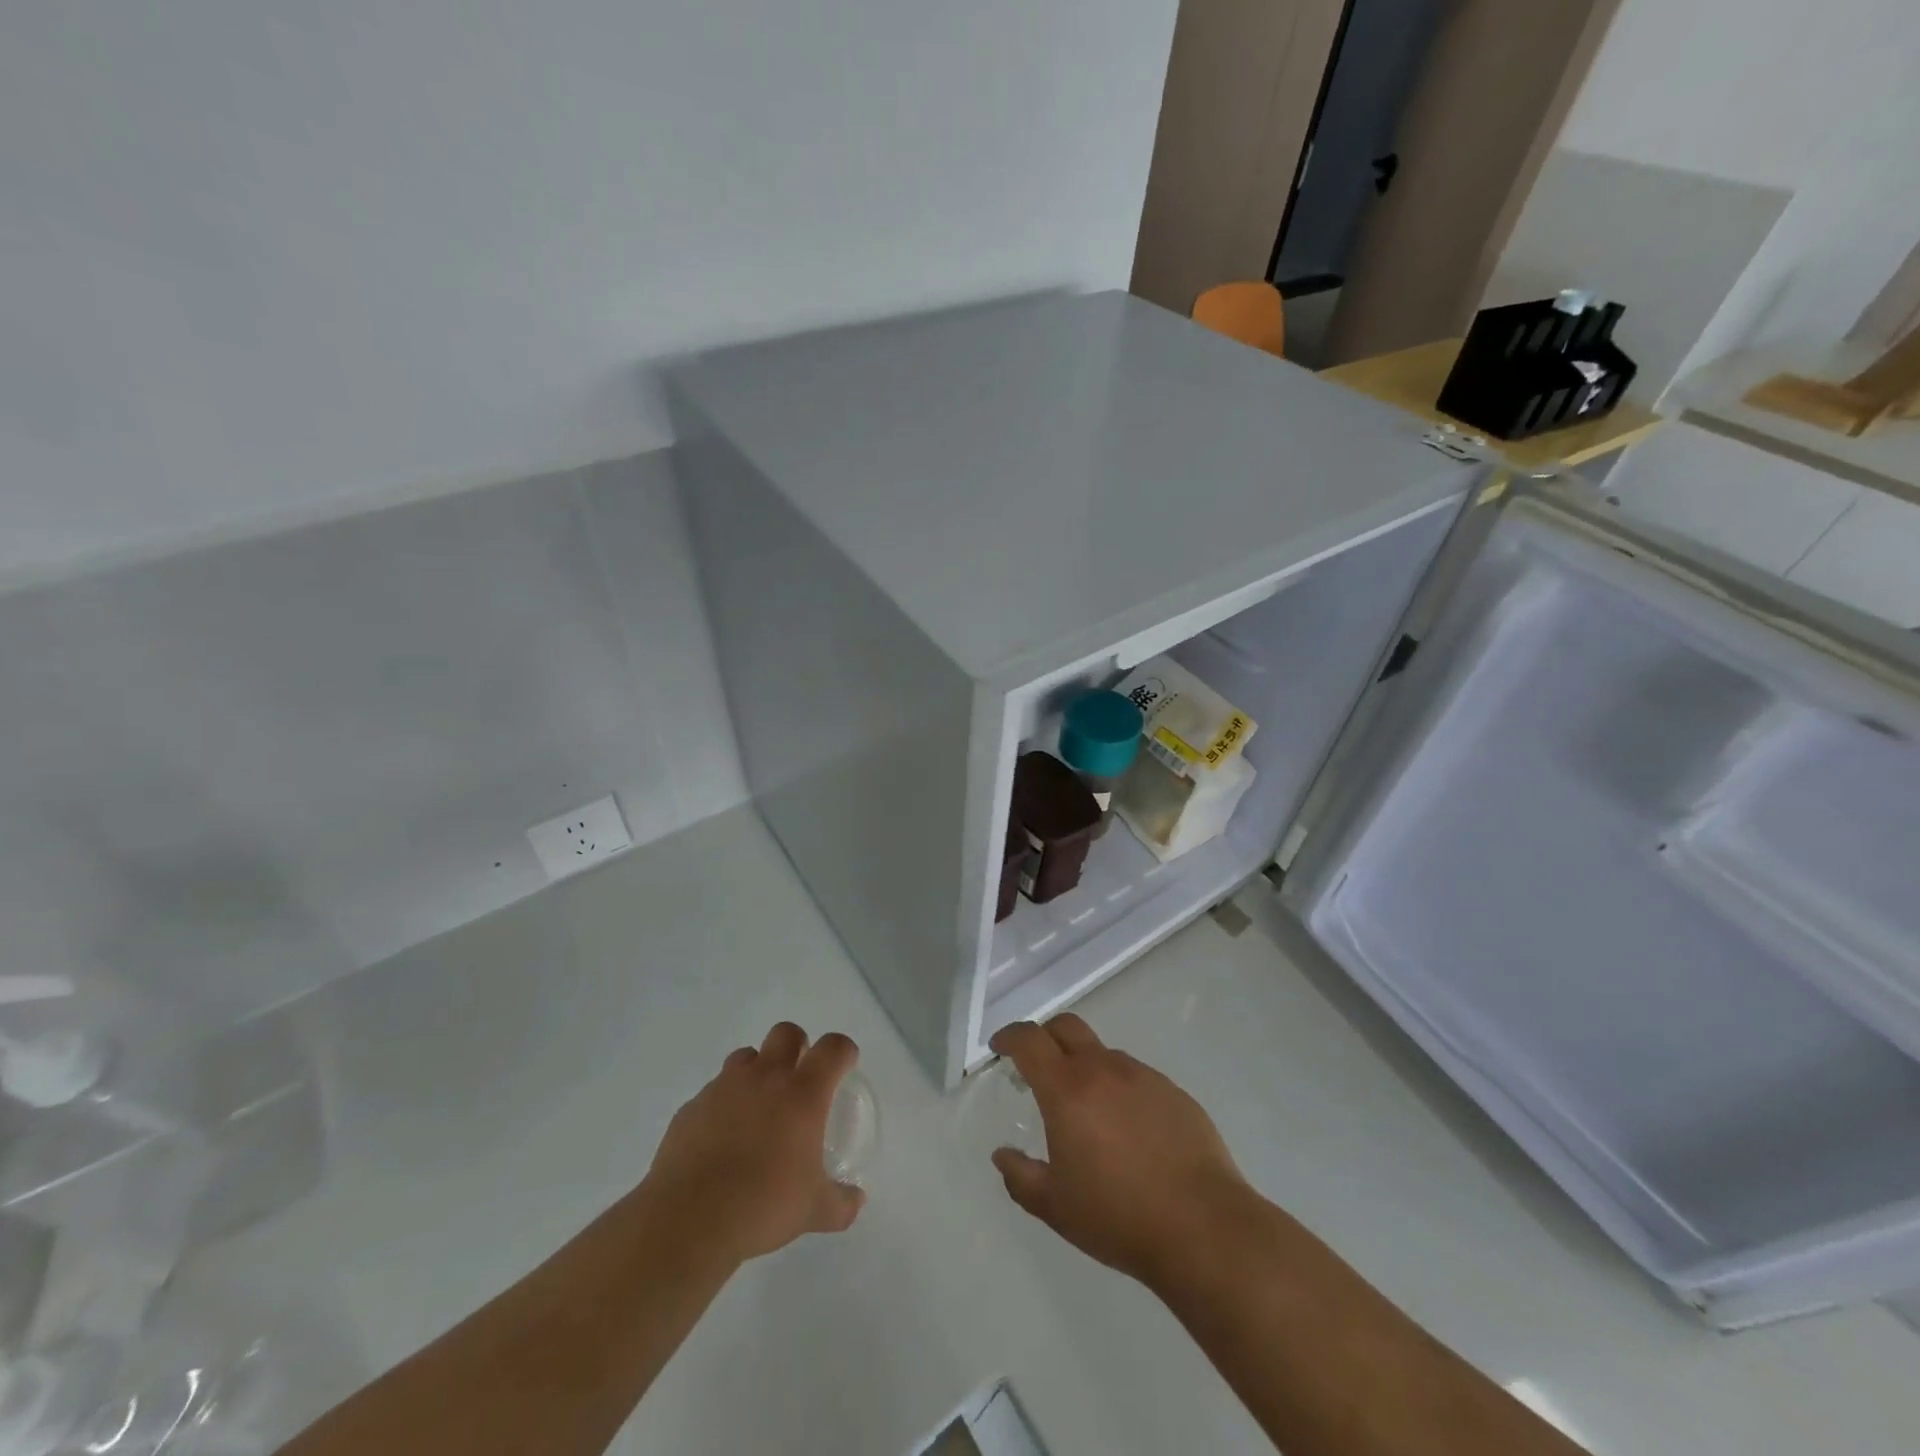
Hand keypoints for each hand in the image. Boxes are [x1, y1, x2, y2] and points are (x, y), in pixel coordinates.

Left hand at [641, 1022, 865, 1263]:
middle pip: (786, 1033)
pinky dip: (724, 1104)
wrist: (688, 1219)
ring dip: (757, 1071)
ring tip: (758, 1106)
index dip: (843, 1051)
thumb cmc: (762, 1205)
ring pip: (746, 1056)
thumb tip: (857, 1201)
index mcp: (802, 1093)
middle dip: (797, 1046)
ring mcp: (724, 1088)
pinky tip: (722, 1138)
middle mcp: (765, 1078)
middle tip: (799, 1077)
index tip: (845, 1065)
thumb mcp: (813, 1211)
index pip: (832, 1049)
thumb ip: (840, 1203)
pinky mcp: (692, 1106)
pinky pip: (714, 1091)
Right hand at [989, 1015, 1249, 1288]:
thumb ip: (1021, 1177)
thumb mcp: (1055, 1207)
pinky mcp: (1174, 1092)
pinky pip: (1136, 1077)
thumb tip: (1002, 1155)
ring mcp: (1143, 1077)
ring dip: (1085, 1067)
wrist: (1203, 1227)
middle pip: (1067, 1027)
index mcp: (1067, 1089)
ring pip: (1103, 1053)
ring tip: (1088, 1111)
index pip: (1030, 1040)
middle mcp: (1104, 1069)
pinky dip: (1120, 1089)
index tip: (1000, 1048)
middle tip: (1037, 1065)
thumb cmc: (1118, 1216)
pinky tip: (1129, 1131)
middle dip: (1045, 1036)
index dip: (1009, 1037)